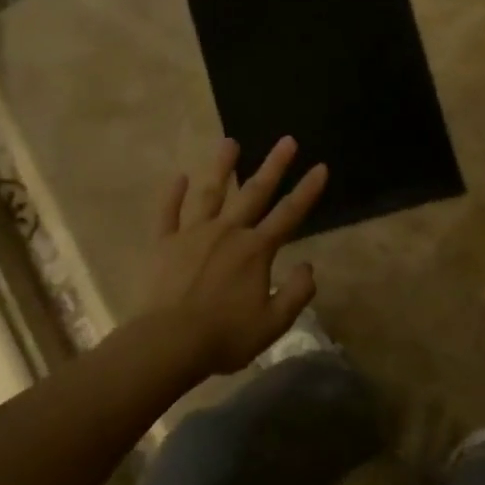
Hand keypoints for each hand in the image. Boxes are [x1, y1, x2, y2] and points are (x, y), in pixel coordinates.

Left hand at [141, 136, 327, 376]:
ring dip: (222, 167)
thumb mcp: (273, 323)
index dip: (307, 190)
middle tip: (286, 140)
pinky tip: (178, 177)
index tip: (321, 167)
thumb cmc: (224, 336)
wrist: (168, 344)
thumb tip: (309, 266)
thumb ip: (296, 292)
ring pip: (210, 193)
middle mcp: (227, 232)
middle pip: (254, 193)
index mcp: (255, 250)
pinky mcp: (164, 244)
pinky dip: (172, 194)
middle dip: (274, 166)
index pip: (289, 214)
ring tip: (230, 142)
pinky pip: (168, 213)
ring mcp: (192, 234)